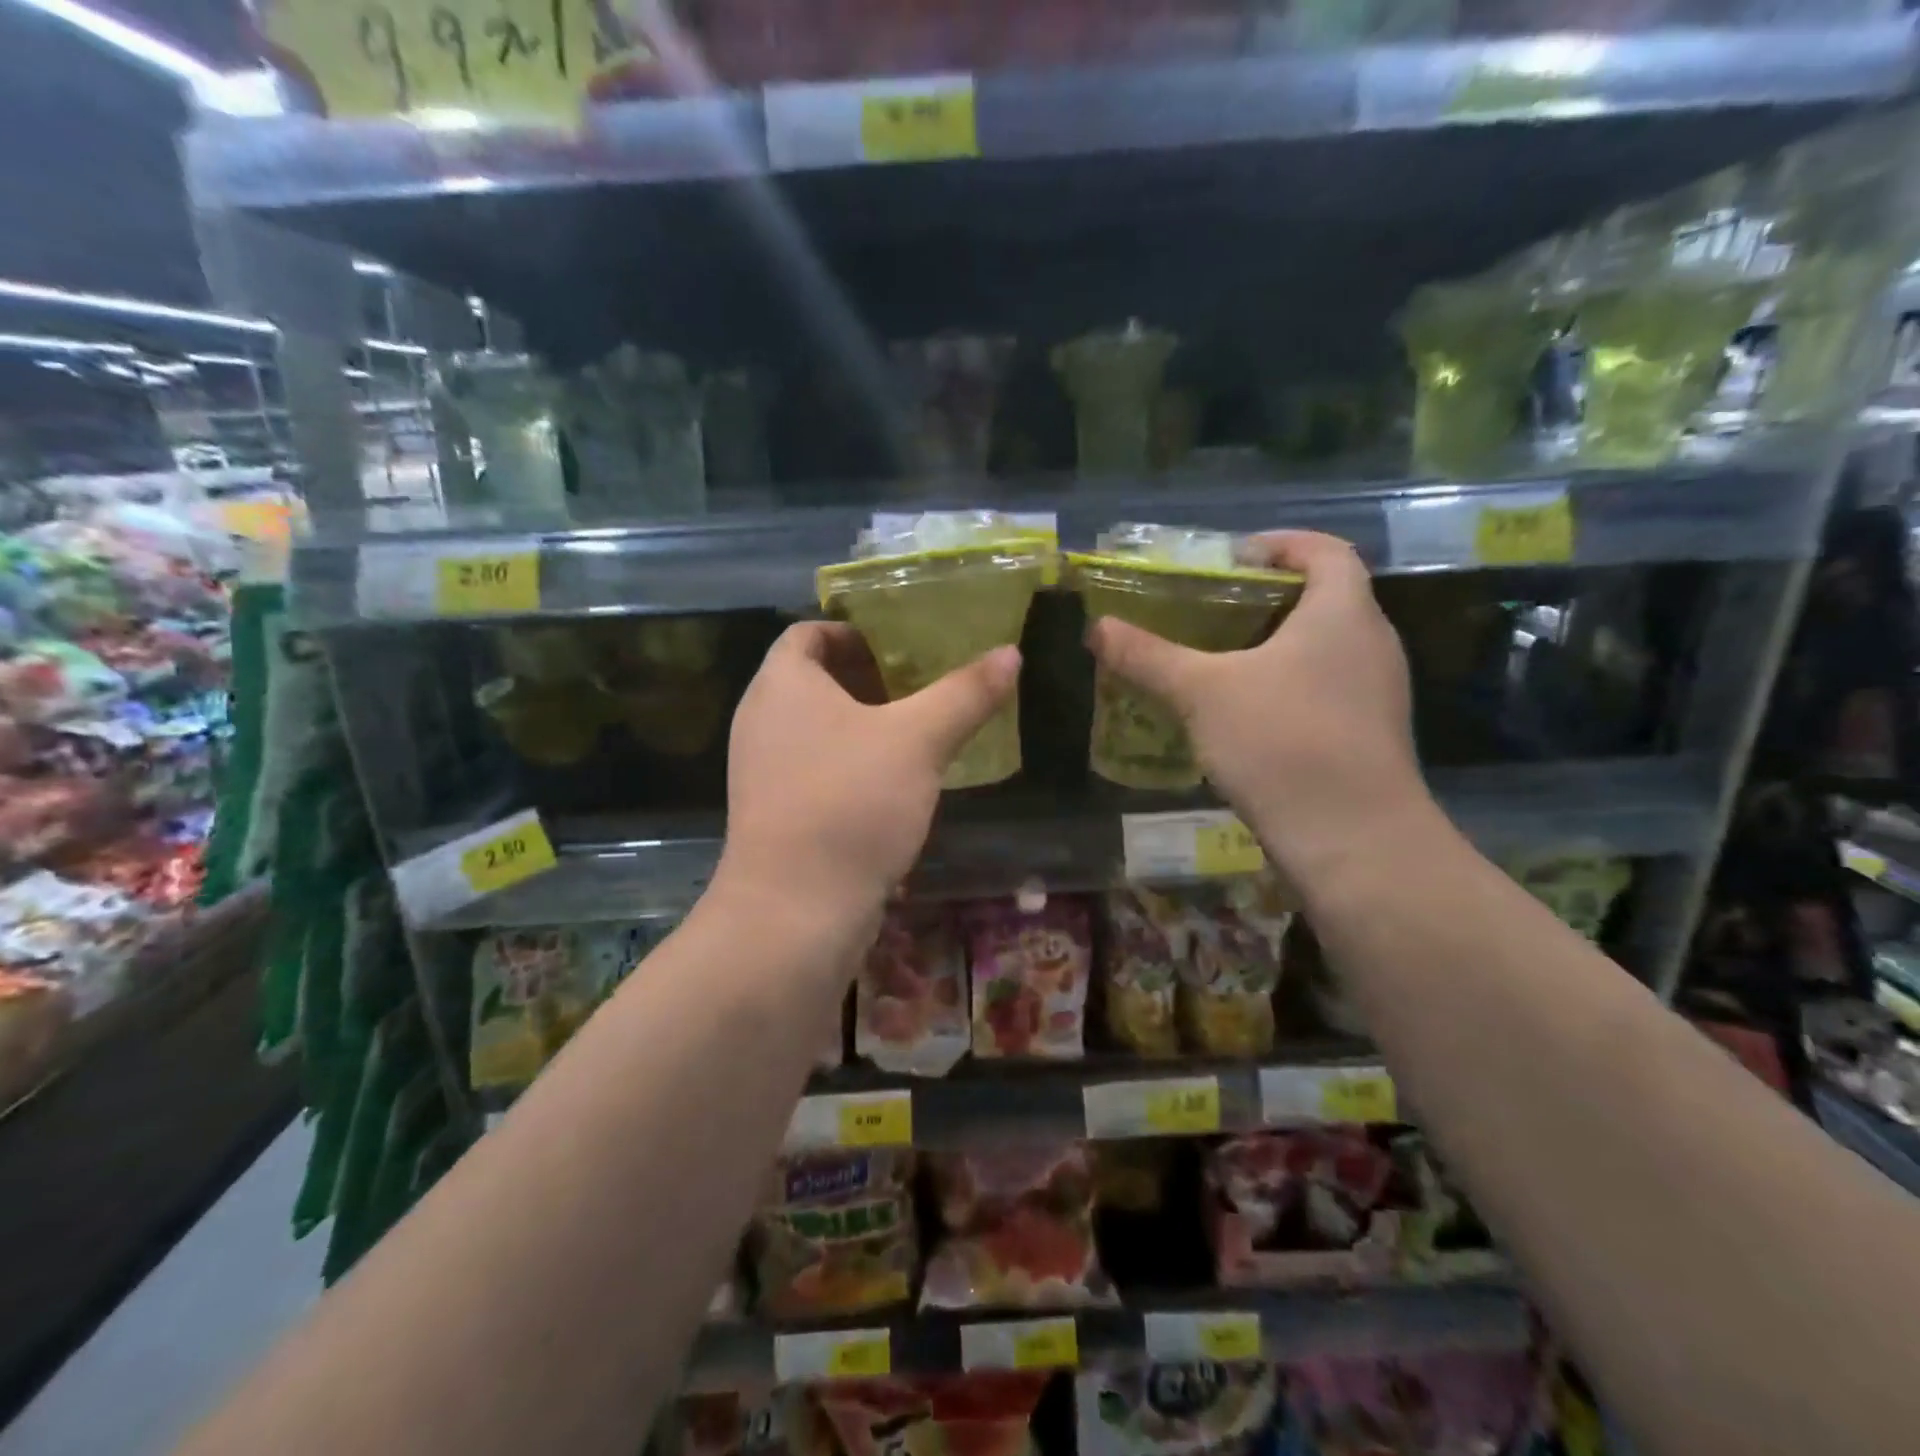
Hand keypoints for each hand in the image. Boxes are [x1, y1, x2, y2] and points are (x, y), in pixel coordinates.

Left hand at [720, 621, 1019, 925]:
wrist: (794, 912)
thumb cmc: (851, 802)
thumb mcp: (919, 740)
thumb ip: (965, 693)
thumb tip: (1011, 652)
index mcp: (782, 684)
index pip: (809, 632)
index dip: (855, 631)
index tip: (903, 645)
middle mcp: (762, 719)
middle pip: (816, 680)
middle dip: (870, 679)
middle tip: (925, 685)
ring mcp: (764, 771)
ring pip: (819, 729)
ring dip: (866, 725)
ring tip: (920, 732)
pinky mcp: (776, 814)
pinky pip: (817, 769)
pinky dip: (854, 764)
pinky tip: (897, 784)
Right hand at [1087, 530, 1428, 882]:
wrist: (1353, 839)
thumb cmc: (1281, 742)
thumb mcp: (1201, 693)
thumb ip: (1148, 657)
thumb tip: (1096, 628)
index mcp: (1342, 612)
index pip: (1324, 550)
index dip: (1281, 542)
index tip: (1233, 556)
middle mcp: (1372, 642)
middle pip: (1326, 597)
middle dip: (1269, 596)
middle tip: (1214, 610)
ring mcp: (1378, 693)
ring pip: (1326, 648)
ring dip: (1278, 645)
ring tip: (1223, 661)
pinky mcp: (1371, 735)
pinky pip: (1328, 688)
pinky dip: (1289, 685)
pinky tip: (1248, 715)